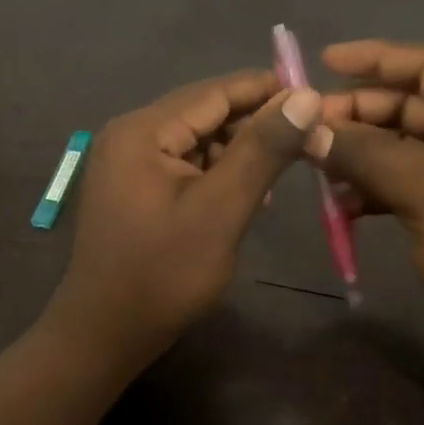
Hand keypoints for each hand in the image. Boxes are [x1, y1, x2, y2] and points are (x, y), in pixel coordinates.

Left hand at [42, 70, 322, 371]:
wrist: (105, 334)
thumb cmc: (163, 274)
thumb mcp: (220, 210)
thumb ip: (261, 150)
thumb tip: (304, 96)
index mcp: (142, 131)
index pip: (214, 92)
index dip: (267, 90)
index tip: (317, 95)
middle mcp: (130, 135)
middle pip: (205, 113)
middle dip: (256, 123)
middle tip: (310, 138)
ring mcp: (128, 162)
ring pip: (198, 140)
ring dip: (240, 151)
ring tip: (284, 172)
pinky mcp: (134, 188)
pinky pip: (184, 165)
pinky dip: (218, 173)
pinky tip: (248, 193)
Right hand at [313, 41, 423, 382]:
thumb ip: (364, 152)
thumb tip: (307, 130)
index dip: (376, 59)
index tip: (323, 60)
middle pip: (413, 105)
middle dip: (359, 115)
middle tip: (307, 128)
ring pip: (404, 146)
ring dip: (361, 154)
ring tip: (316, 166)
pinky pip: (406, 180)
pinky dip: (374, 187)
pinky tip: (341, 203)